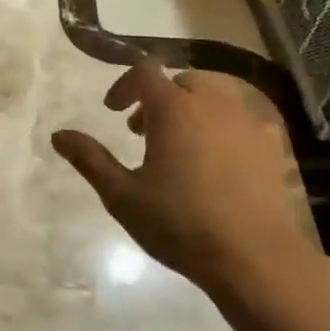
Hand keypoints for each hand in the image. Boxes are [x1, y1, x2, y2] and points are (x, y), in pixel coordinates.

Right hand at [52, 62, 329, 330]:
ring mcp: (248, 122)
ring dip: (191, 110)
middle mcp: (213, 104)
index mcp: (174, 109)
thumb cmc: (180, 224)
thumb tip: (58, 135)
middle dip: (158, 98)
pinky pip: (242, 120)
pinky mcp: (271, 145)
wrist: (255, 258)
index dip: (124, 85)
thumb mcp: (122, 196)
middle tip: (142, 132)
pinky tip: (217, 163)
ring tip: (179, 148)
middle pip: (182, 81)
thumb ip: (90, 159)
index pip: (145, 72)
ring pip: (215, 97)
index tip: (113, 111)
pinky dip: (222, 128)